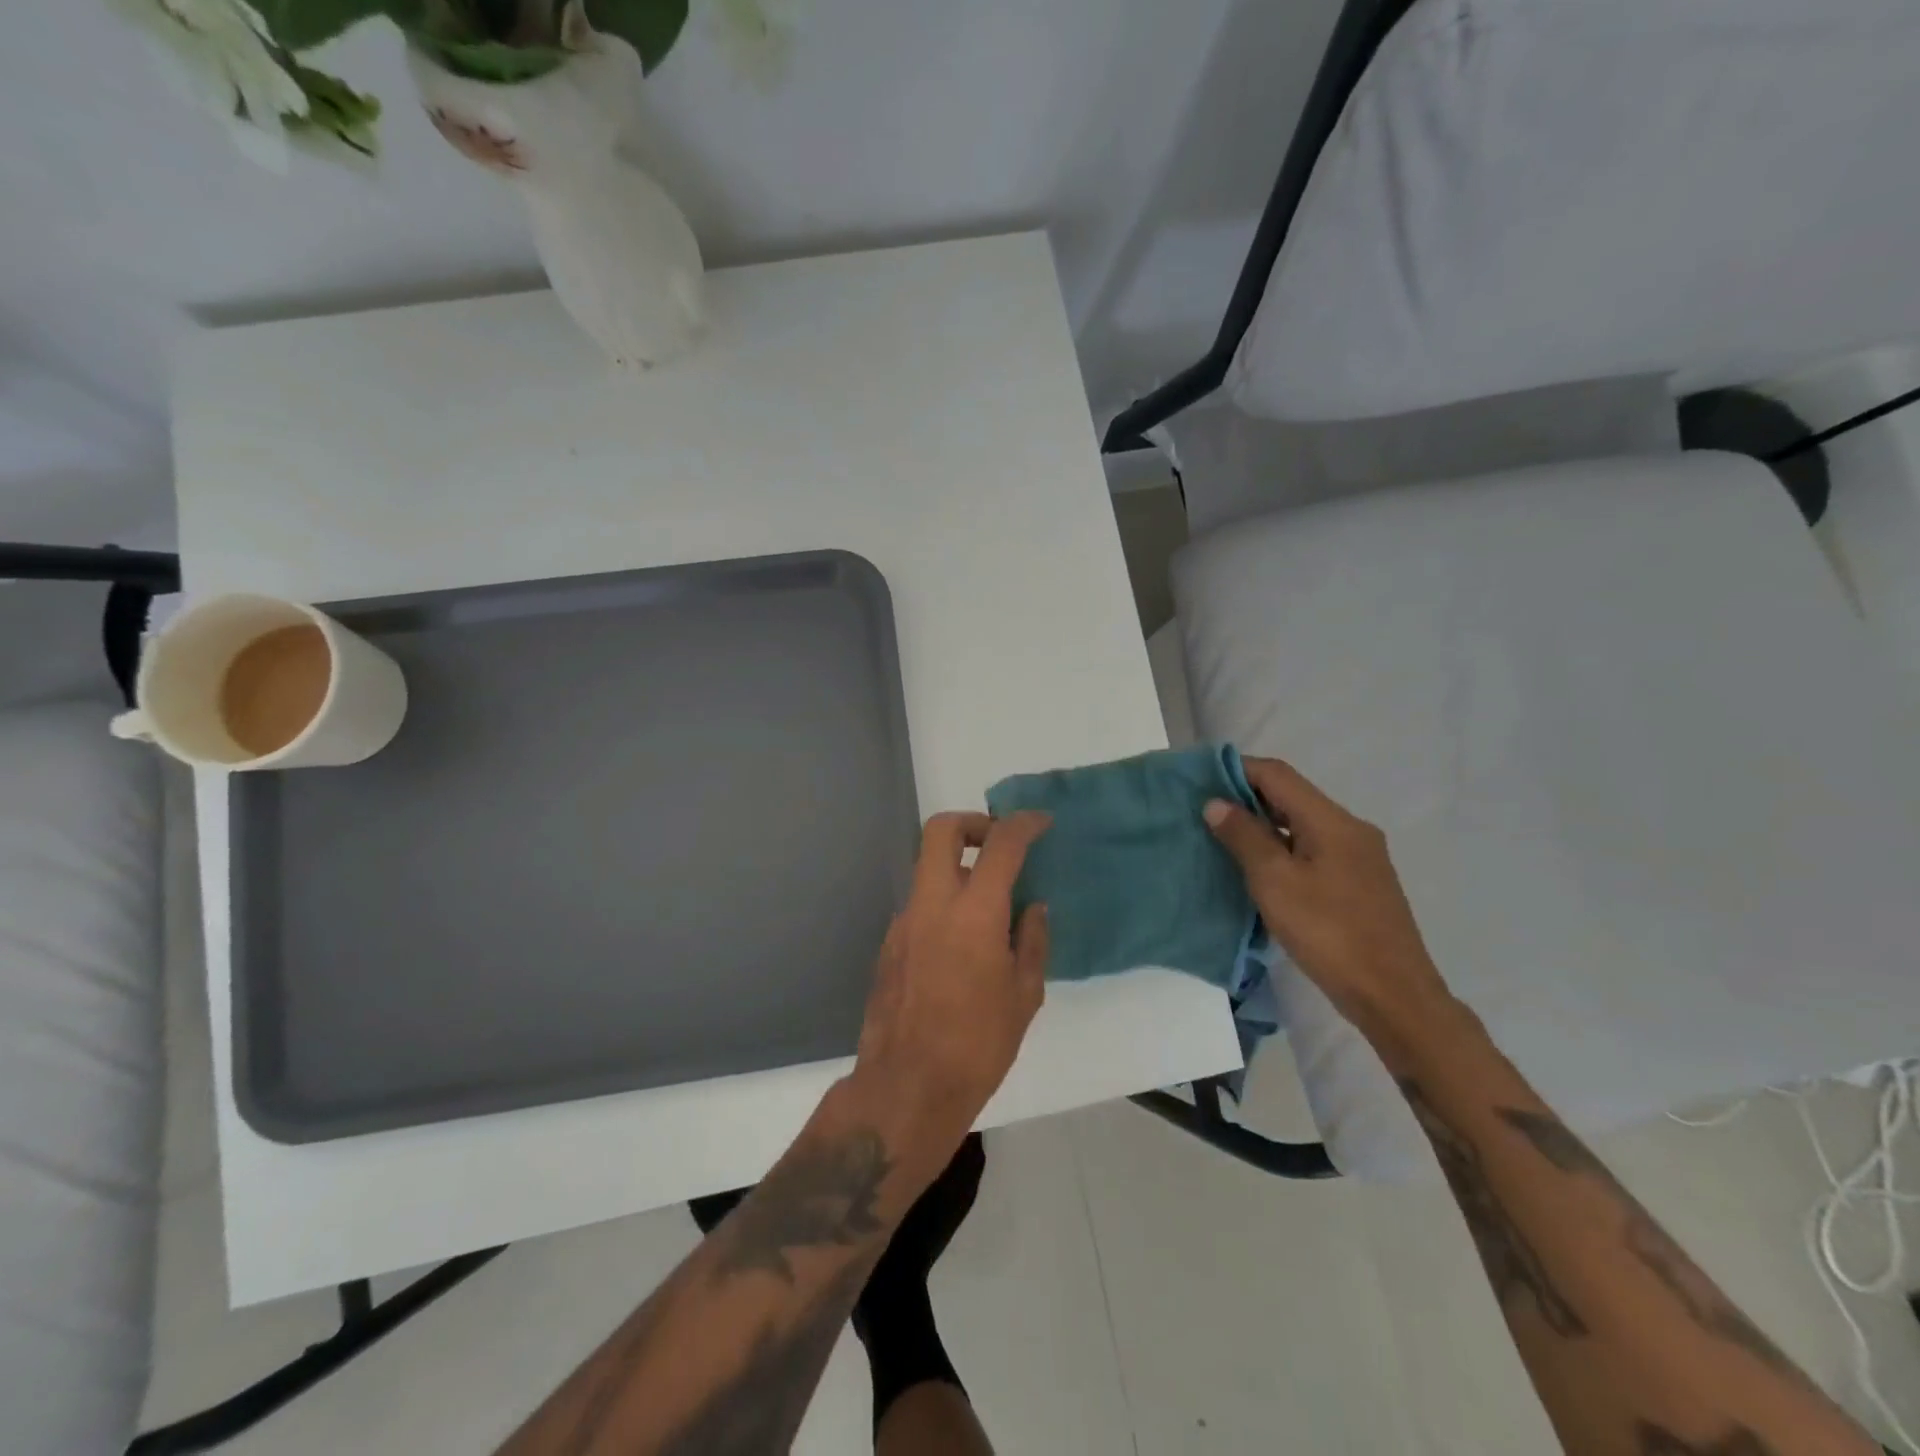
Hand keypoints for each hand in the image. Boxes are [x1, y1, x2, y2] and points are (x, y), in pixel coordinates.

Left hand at [848, 811, 1052, 1173]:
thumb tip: (1033, 908)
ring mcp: (904, 921)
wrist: (907, 1086)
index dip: (1023, 824)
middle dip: (972, 822)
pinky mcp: (889, 943)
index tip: (1040, 822)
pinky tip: (962, 943)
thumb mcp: (1024, 996)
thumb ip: (1031, 941)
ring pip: (927, 867)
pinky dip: (943, 901)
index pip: (1000, 845)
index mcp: (974, 913)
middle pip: (941, 830)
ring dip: (957, 866)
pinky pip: (920, 903)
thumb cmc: (978, 1045)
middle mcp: (932, 904)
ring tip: (988, 902)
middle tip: (998, 843)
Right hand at [1204, 758, 1456, 1052]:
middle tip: (1205, 812)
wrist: (1393, 996)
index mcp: (1332, 821)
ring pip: (1303, 824)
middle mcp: (1351, 829)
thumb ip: (1244, 837)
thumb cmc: (1329, 932)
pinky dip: (1283, 848)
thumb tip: (1217, 803)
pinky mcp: (1360, 884)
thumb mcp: (1275, 881)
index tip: (1199, 779)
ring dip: (1264, 825)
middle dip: (1247, 798)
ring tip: (1224, 840)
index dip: (1237, 769)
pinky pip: (1314, 849)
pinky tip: (1261, 871)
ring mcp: (1360, 857)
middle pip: (1292, 796)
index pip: (1278, 774)